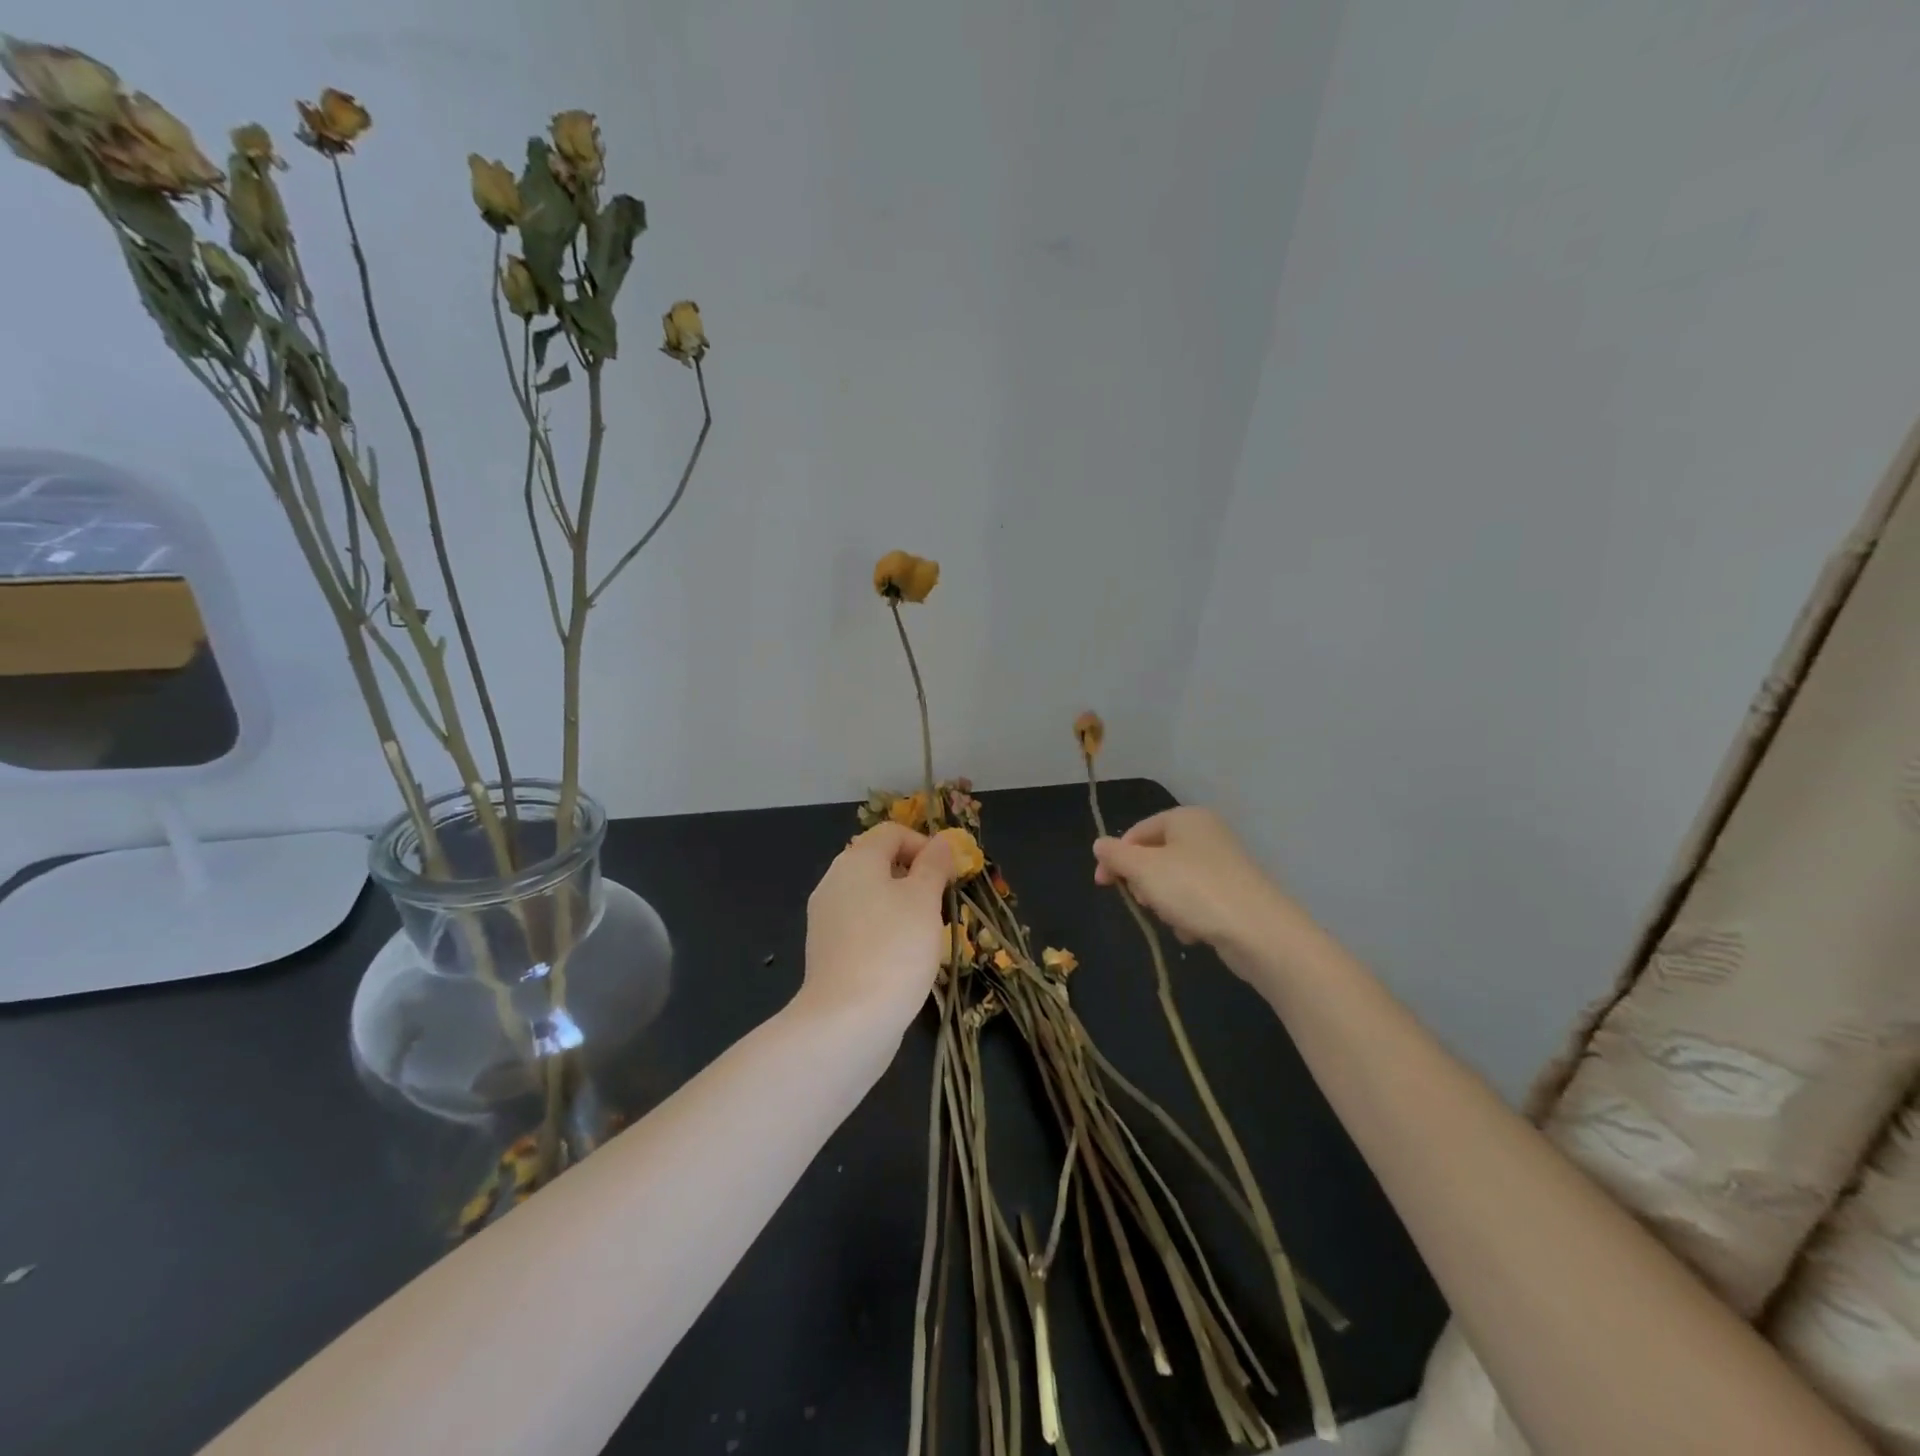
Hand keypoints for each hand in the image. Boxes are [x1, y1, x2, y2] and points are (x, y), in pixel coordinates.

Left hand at [798, 823, 955, 1037]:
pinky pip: (861, 926)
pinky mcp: (826, 950)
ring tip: (925, 935)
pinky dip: (883, 932)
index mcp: (857, 860)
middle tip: (940, 905)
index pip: (892, 832)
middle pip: (879, 863)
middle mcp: (834, 880)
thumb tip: (941, 842)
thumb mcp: (924, 899)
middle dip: (914, 878)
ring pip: (871, 897)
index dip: (924, 845)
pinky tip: (901, 959)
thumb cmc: (894, 949)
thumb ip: (934, 865)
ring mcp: (825, 917)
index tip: (948, 875)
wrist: (847, 1020)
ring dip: (901, 907)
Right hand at [1092, 807, 1307, 962]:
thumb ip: (1116, 855)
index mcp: (1185, 818)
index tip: (1103, 885)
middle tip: (1145, 902)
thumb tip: (1099, 844)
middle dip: (1144, 883)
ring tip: (1174, 919)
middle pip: (1156, 856)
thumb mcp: (1144, 869)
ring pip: (1175, 882)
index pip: (1137, 832)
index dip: (1115, 857)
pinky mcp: (1235, 893)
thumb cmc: (1194, 890)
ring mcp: (1224, 864)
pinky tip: (1194, 931)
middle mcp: (1207, 834)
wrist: (1260, 931)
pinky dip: (1189, 915)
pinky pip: (1198, 901)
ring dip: (1165, 903)